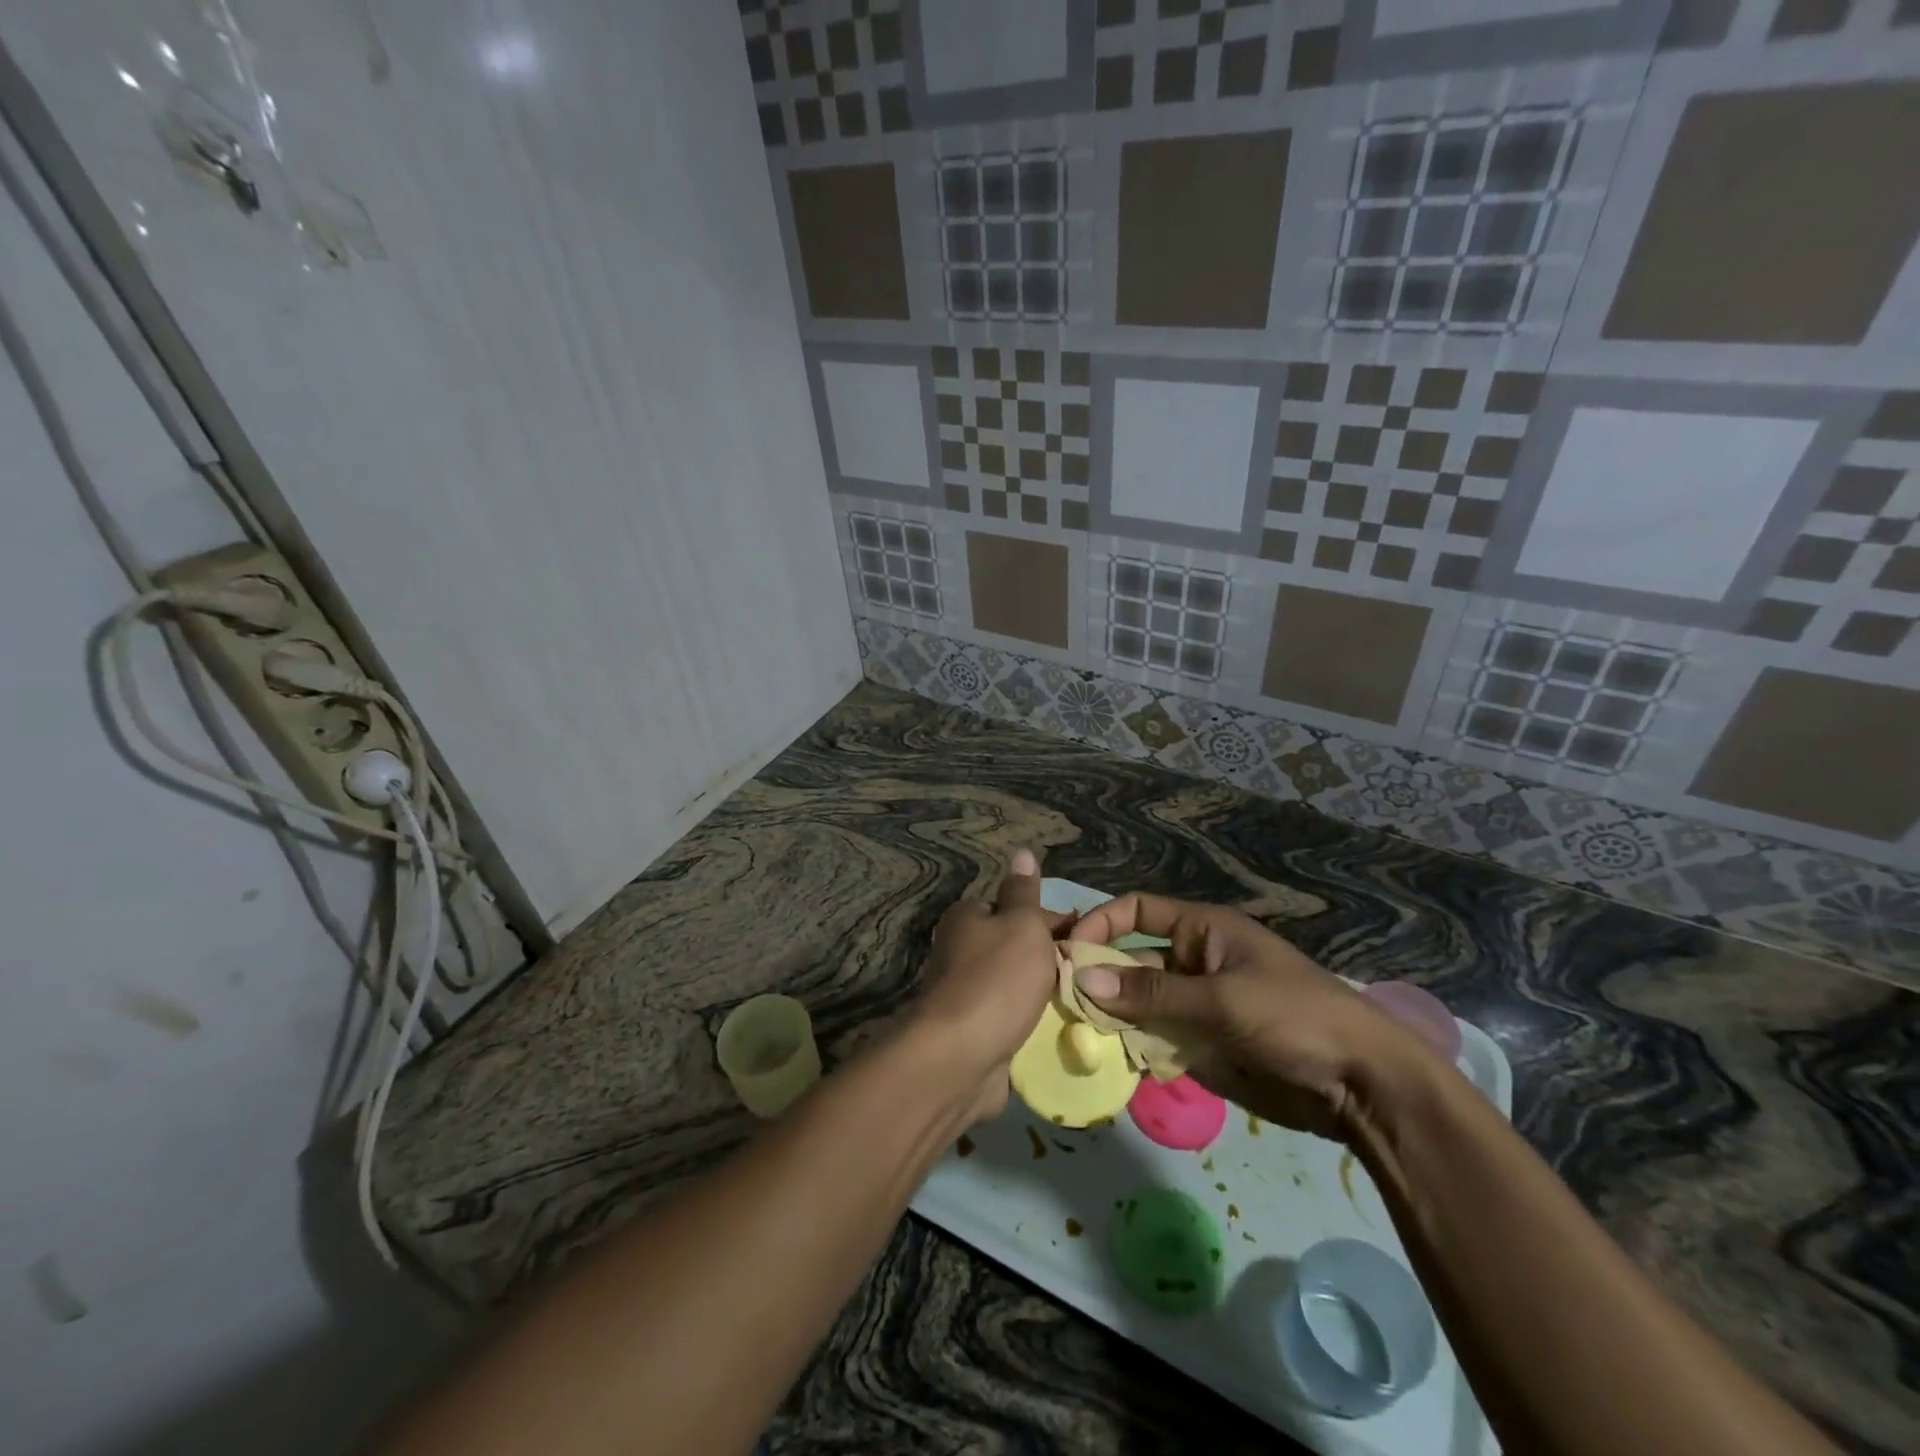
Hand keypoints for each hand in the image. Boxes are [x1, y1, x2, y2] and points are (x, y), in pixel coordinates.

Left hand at [912, 850, 1068, 1123]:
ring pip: (1018, 987)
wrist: (960, 1058)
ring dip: (1044, 996)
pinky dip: (1033, 1024)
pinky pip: (1013, 1020)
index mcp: (968, 918)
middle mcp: (962, 950)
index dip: (1054, 922)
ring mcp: (967, 994)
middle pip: (1018, 948)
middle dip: (1051, 961)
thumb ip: (1024, 893)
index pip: (1017, 909)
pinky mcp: (975, 1032)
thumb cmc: (996, 980)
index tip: (1086, 941)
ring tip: (1085, 1003)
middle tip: (1089, 975)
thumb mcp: (1020, 925)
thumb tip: (1022, 851)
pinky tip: (1061, 1031)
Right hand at [1068, 894, 1417, 1141]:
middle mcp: (1193, 962)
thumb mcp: (1221, 1000)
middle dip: (1098, 978)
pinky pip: (1155, 1039)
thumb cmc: (1294, 1017)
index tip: (1069, 952)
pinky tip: (1108, 1060)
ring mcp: (1196, 1006)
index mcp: (1203, 931)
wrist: (1360, 1085)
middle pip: (1131, 960)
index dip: (1102, 924)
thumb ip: (1151, 993)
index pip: (1138, 911)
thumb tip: (1082, 980)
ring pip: (1138, 1004)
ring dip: (1110, 1016)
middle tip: (1058, 1001)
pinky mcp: (1201, 1046)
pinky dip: (1132, 1047)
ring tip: (1074, 1034)